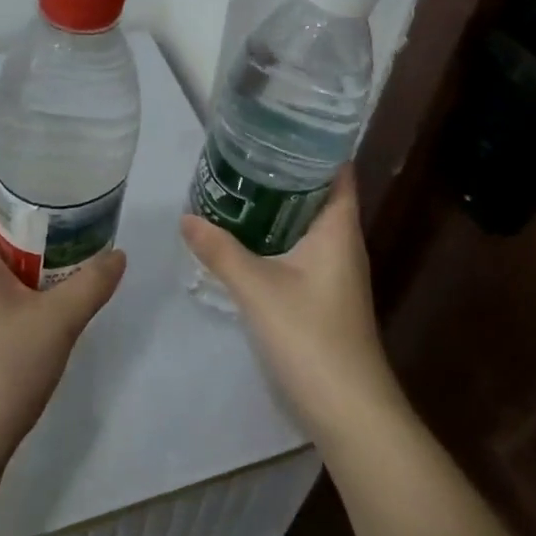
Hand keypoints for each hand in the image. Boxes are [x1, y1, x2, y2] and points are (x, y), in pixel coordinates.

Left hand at [0, 164, 126, 467]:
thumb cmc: (1, 368)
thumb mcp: (59, 321)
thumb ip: (92, 283)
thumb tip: (119, 254)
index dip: (1, 166)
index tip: (43, 163)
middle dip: (22, 199)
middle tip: (68, 197)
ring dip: (23, 236)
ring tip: (68, 234)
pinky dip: (19, 266)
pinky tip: (52, 283)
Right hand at [180, 166, 400, 448]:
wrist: (348, 409)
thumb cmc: (310, 336)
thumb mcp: (257, 289)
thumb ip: (220, 251)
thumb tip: (186, 216)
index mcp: (339, 229)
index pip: (337, 171)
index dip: (315, 146)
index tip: (279, 126)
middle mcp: (343, 244)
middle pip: (319, 194)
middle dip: (285, 172)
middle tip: (244, 151)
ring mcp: (336, 272)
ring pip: (308, 224)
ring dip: (279, 206)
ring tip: (238, 185)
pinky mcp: (326, 295)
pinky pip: (302, 249)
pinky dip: (278, 235)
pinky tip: (248, 237)